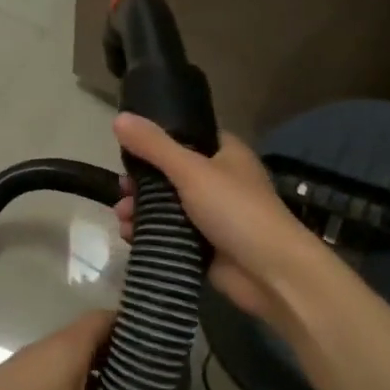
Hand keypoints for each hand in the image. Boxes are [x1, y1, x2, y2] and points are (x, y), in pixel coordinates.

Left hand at [0, 310, 178, 389]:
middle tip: (158, 382)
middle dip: (126, 357)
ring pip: (79, 364)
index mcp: (70, 344)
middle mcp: (52, 348)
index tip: (165, 345)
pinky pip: (63, 382)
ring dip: (104, 378)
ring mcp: (33, 369)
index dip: (137, 326)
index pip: (109, 318)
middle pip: (96, 340)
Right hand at [113, 113, 331, 329]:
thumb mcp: (191, 170)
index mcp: (225, 154)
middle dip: (142, 183)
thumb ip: (154, 146)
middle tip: (122, 191)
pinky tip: (130, 237)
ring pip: (168, 207)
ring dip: (142, 210)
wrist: (270, 272)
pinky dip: (151, 234)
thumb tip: (118, 118)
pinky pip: (171, 234)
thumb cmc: (236, 210)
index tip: (127, 149)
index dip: (157, 140)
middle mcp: (219, 181)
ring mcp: (213, 216)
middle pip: (171, 175)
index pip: (187, 137)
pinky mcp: (205, 246)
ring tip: (122, 218)